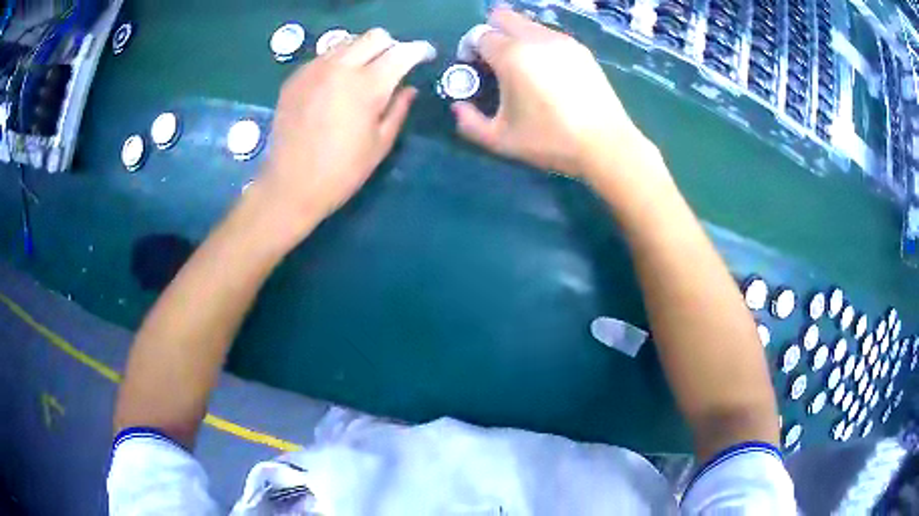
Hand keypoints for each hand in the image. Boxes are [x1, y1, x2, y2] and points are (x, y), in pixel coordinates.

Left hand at [259, 28, 434, 231]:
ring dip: (363, 51)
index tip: (425, 56)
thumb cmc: (342, 171)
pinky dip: (338, 62)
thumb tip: (409, 88)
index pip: (402, 52)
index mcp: (368, 85)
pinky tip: (336, 85)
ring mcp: (314, 70)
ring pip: (347, 41)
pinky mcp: (295, 78)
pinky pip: (324, 57)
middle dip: (391, 45)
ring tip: (364, 73)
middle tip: (394, 65)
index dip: (419, 51)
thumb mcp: (380, 143)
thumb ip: (399, 109)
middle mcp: (340, 67)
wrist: (291, 185)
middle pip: (374, 36)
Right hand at [452, 8, 652, 179]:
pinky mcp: (580, 49)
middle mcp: (536, 38)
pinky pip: (549, 35)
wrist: (605, 144)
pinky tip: (547, 72)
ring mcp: (562, 41)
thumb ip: (470, 123)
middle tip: (493, 60)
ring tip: (522, 69)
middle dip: (491, 32)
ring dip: (516, 38)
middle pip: (502, 16)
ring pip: (527, 24)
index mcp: (512, 55)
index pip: (479, 34)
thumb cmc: (550, 141)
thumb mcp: (500, 140)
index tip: (473, 68)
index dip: (469, 48)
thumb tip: (459, 107)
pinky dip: (538, 44)